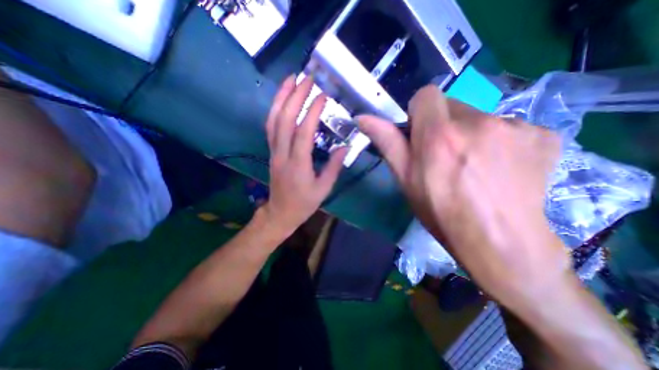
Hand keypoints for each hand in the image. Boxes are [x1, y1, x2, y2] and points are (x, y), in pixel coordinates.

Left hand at [262, 76, 346, 235]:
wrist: (281, 212)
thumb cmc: (304, 203)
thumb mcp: (324, 189)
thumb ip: (334, 167)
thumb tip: (344, 147)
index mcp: (298, 165)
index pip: (304, 132)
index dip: (313, 112)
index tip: (323, 96)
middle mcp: (282, 155)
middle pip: (285, 120)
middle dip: (295, 96)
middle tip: (307, 79)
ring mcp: (273, 152)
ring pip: (273, 120)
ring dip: (281, 98)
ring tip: (290, 79)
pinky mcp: (271, 152)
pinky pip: (270, 127)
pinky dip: (275, 110)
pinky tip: (283, 99)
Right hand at [358, 86, 569, 305]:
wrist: (500, 243)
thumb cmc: (441, 212)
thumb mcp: (405, 179)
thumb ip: (387, 142)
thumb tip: (363, 118)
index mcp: (439, 135)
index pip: (426, 95)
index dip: (420, 113)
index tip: (421, 135)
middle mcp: (477, 122)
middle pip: (452, 106)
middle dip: (443, 126)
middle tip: (445, 158)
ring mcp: (515, 127)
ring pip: (479, 117)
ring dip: (470, 135)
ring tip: (473, 168)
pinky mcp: (543, 135)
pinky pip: (509, 127)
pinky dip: (499, 142)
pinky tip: (499, 169)